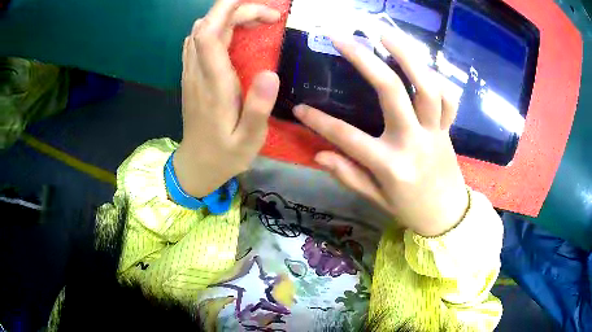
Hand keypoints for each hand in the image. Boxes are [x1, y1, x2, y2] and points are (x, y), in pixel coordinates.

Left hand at [174, 0, 280, 197]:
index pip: (211, 34)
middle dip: (237, 11)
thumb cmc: (225, 155)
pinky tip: (233, 35)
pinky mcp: (190, 76)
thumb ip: (258, 109)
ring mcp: (190, 73)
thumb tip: (271, 73)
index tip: (261, 7)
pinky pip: (198, 41)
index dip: (230, 10)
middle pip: (208, 26)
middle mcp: (197, 73)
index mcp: (213, 85)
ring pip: (200, 30)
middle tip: (269, 18)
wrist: (196, 165)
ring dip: (226, 18)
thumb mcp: (249, 141)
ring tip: (255, 22)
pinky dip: (216, 28)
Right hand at [294, 29, 468, 236]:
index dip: (319, 121)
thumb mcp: (377, 199)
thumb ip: (349, 175)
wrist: (448, 217)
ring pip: (426, 86)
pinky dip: (438, 79)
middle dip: (365, 60)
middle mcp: (413, 141)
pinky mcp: (448, 129)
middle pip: (391, 92)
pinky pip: (450, 99)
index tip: (299, 107)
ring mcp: (435, 132)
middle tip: (343, 38)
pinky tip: (422, 65)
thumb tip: (318, 154)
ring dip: (407, 55)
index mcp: (391, 165)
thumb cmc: (410, 210)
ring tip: (385, 34)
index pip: (347, 137)